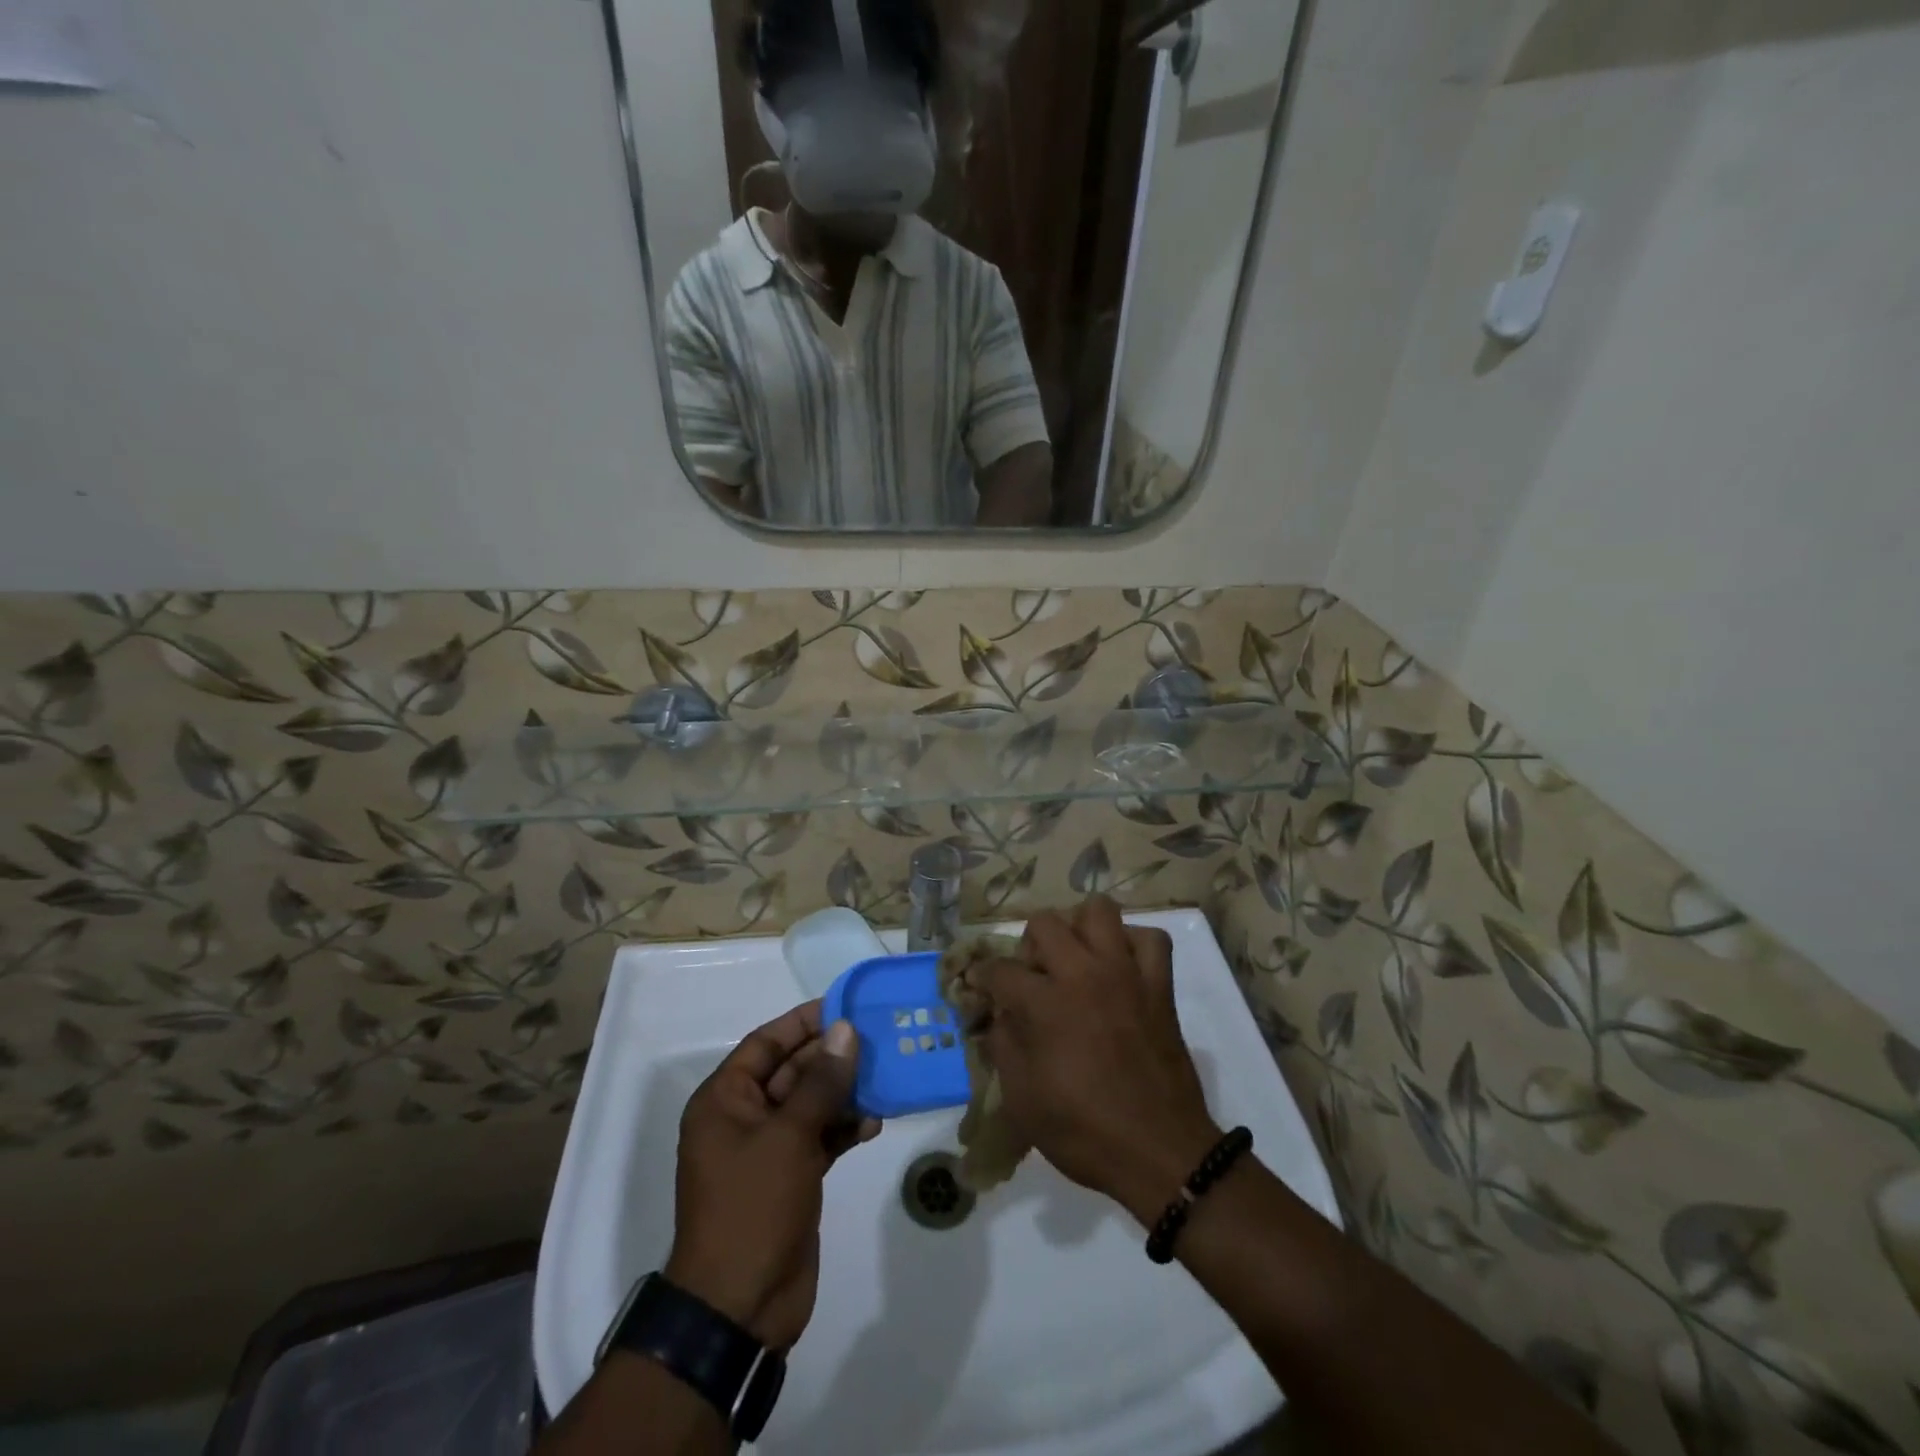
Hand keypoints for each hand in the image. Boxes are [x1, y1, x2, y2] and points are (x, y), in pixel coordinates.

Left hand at [664, 1002, 879, 1349]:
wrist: (740, 1308)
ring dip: (844, 1093)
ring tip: (885, 1078)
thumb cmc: (753, 1207)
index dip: (803, 1023)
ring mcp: (768, 1150)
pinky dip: (844, 1128)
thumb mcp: (788, 1136)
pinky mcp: (791, 1177)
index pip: (765, 1044)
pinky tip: (875, 1122)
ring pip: (811, 1104)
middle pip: (792, 1071)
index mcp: (724, 1100)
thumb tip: (845, 1030)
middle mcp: (743, 1118)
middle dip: (832, 1057)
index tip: (845, 1006)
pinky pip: (820, 1137)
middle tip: (877, 1039)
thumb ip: (821, 1081)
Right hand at [977, 897, 1220, 1223]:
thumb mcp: (1022, 1099)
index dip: (982, 977)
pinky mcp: (1159, 985)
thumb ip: (1003, 1045)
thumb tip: (999, 1015)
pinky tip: (1119, 967)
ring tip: (1075, 959)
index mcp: (1046, 1004)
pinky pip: (1150, 939)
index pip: (1000, 969)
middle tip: (1032, 977)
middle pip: (1045, 923)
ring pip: (1098, 910)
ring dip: (1079, 929)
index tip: (979, 985)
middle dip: (1028, 946)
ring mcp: (1126, 974)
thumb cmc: (1084, 1131)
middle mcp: (1084, 974)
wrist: (1160, 1153)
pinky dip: (1131, 944)